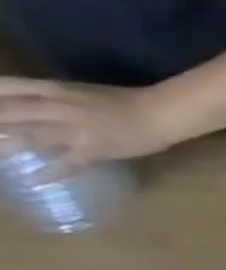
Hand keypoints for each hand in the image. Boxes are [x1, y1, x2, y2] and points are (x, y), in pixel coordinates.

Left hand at [0, 78, 172, 172]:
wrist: (164, 115)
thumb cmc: (129, 101)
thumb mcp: (82, 93)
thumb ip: (54, 100)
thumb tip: (26, 111)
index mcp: (55, 89)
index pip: (5, 88)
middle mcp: (57, 108)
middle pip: (7, 113)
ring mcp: (75, 131)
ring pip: (28, 138)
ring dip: (6, 147)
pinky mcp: (92, 151)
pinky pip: (65, 164)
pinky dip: (47, 174)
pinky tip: (29, 181)